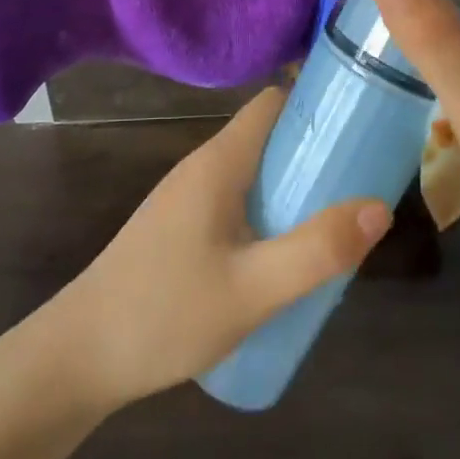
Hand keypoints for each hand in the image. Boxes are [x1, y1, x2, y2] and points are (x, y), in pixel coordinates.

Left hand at [51, 89, 392, 409]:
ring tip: (339, 223)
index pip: (272, 104)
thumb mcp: (253, 289)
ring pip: (254, 176)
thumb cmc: (165, 312)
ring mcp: (188, 200)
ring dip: (295, 190)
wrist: (80, 356)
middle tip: (364, 184)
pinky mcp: (181, 230)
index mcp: (218, 162)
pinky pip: (238, 205)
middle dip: (316, 154)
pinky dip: (271, 216)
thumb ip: (316, 250)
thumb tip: (378, 207)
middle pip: (268, 139)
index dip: (316, 103)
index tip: (362, 123)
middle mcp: (202, 169)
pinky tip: (289, 259)